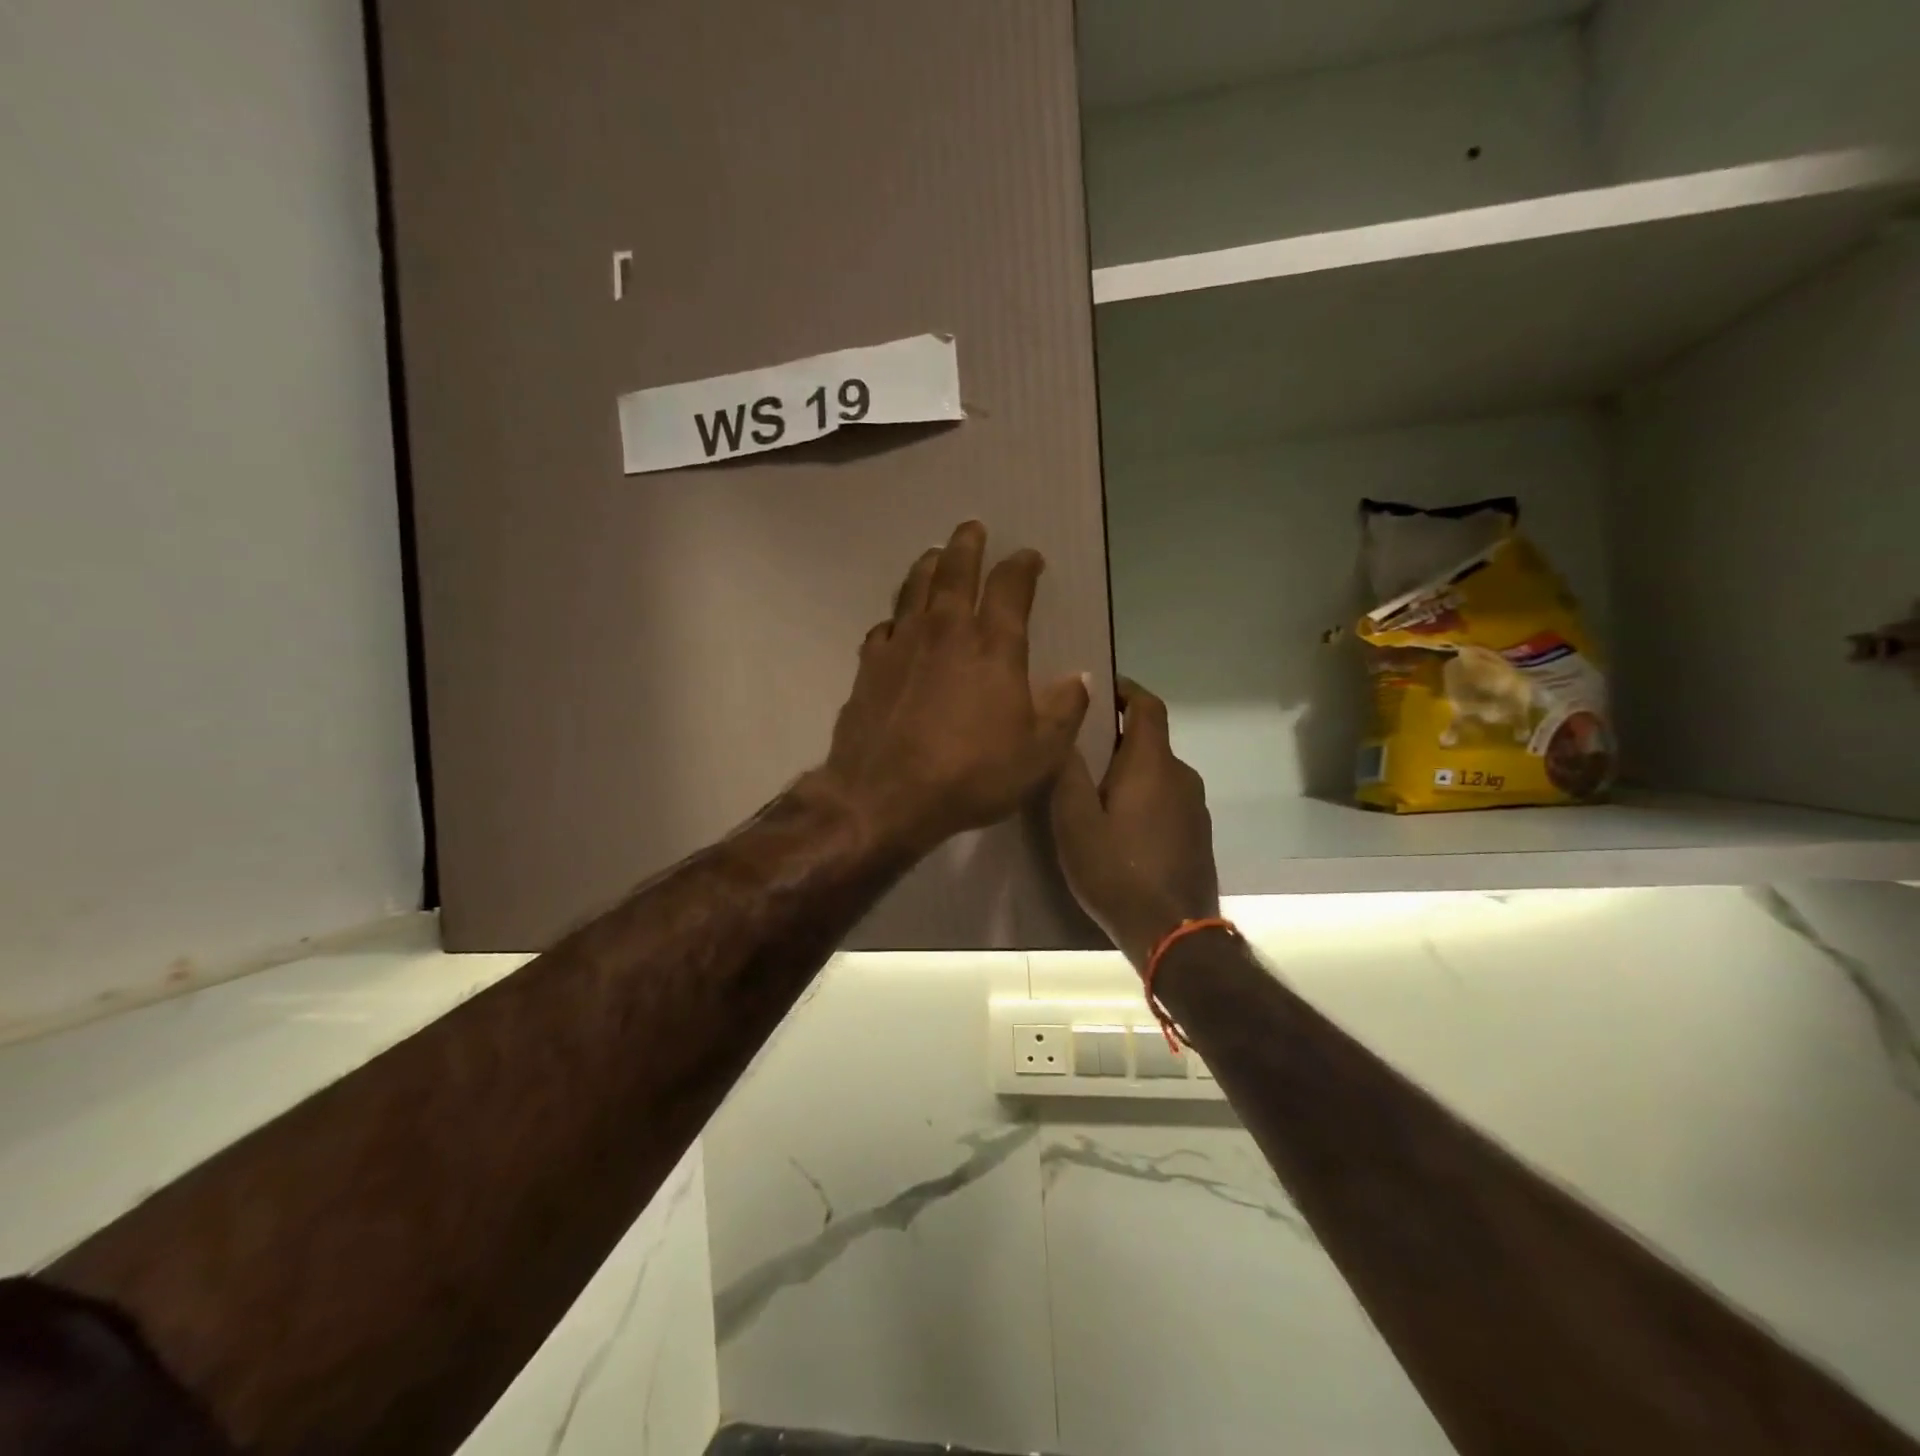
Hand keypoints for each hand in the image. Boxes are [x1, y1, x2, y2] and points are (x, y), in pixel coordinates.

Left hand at [816, 521, 1089, 856]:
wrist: (885, 796)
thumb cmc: (971, 774)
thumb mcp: (1039, 754)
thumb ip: (1065, 710)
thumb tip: (1082, 677)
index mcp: (994, 645)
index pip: (1011, 585)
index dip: (1022, 565)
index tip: (1030, 557)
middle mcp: (947, 630)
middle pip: (956, 570)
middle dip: (968, 546)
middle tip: (972, 528)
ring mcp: (903, 643)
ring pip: (915, 588)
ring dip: (928, 566)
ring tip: (934, 554)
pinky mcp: (870, 665)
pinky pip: (885, 627)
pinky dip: (895, 617)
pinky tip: (896, 622)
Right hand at [1050, 679, 1218, 970]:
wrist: (1173, 934)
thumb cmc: (1117, 872)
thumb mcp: (1075, 821)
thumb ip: (1068, 771)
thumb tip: (1067, 726)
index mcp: (1152, 764)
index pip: (1147, 706)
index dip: (1126, 690)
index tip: (1099, 689)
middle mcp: (1181, 776)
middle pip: (1150, 740)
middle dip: (1116, 737)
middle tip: (1077, 749)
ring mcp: (1195, 807)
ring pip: (1158, 772)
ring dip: (1129, 770)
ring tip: (1092, 791)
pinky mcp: (1198, 834)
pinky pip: (1167, 798)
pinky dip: (1144, 796)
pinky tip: (1119, 826)